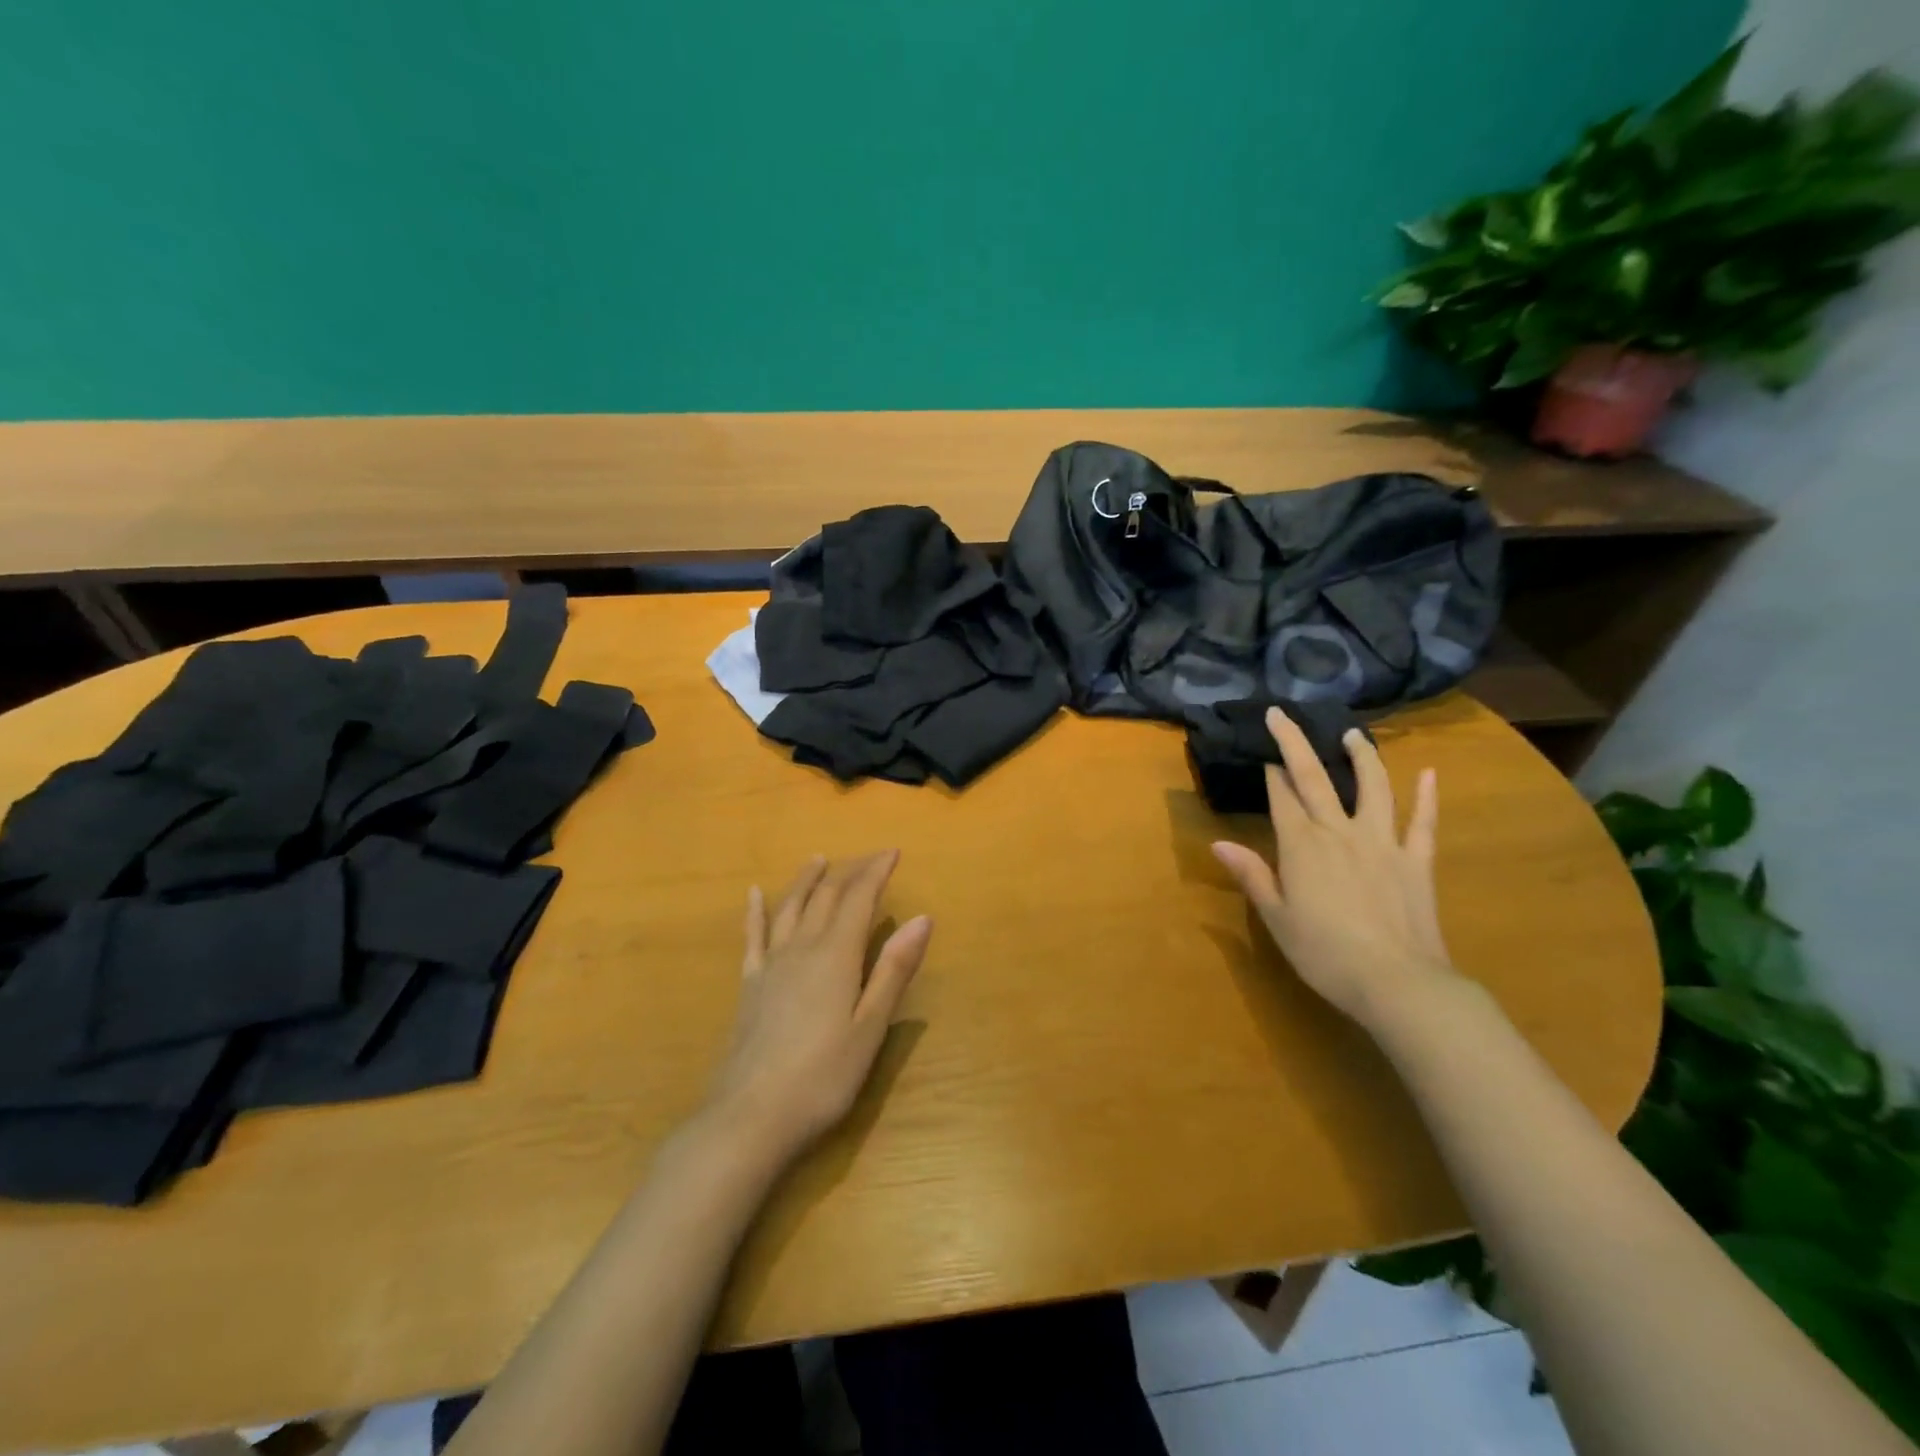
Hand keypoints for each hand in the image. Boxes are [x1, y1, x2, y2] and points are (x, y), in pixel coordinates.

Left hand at [705, 851, 930, 1161]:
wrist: (749, 1117)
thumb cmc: (822, 1077)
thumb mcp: (870, 1028)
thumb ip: (894, 970)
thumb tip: (922, 919)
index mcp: (836, 955)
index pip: (859, 899)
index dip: (875, 872)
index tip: (892, 852)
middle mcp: (802, 948)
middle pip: (826, 897)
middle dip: (849, 872)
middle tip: (869, 858)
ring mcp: (771, 965)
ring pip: (790, 908)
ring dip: (807, 880)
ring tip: (818, 860)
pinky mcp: (749, 985)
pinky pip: (753, 937)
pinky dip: (756, 911)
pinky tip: (754, 894)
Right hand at [1211, 707, 1458, 1027]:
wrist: (1397, 983)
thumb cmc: (1325, 954)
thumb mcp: (1277, 918)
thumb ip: (1252, 876)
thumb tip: (1218, 843)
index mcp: (1301, 846)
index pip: (1282, 798)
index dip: (1271, 775)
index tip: (1263, 755)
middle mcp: (1339, 832)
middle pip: (1315, 778)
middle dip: (1296, 743)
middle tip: (1282, 714)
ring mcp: (1382, 842)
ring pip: (1372, 787)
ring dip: (1361, 756)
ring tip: (1353, 734)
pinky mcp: (1416, 861)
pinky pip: (1422, 822)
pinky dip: (1426, 797)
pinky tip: (1429, 774)